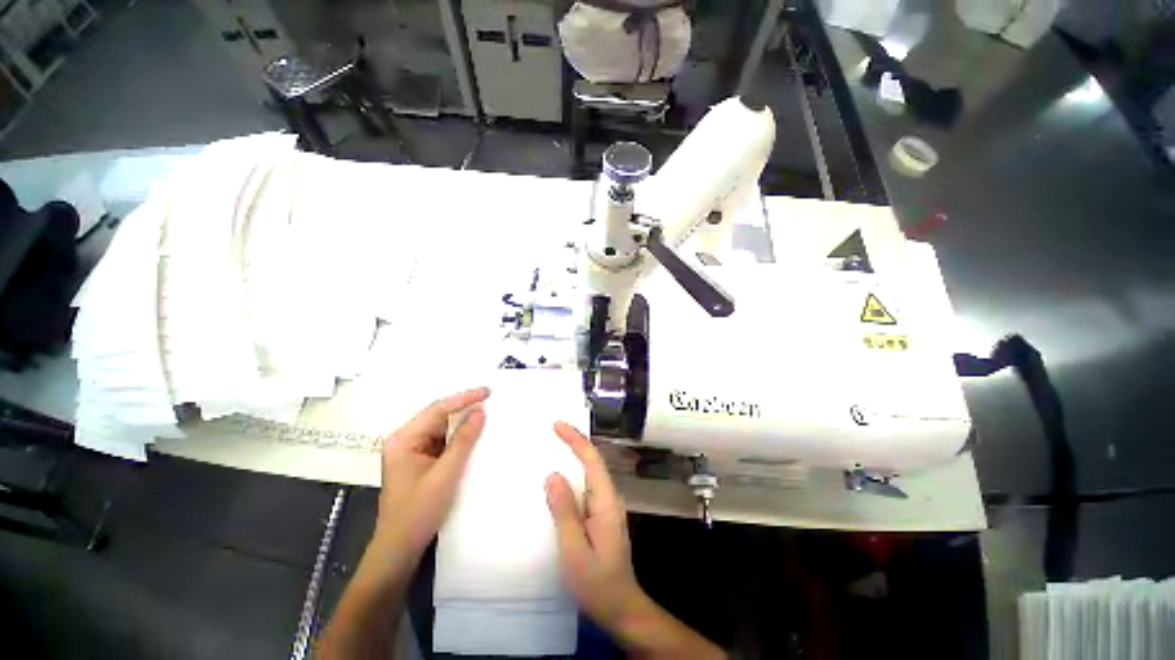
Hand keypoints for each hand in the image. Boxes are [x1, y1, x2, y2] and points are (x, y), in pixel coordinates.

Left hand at [374, 386, 489, 561]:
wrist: (399, 550)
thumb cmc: (418, 512)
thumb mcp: (445, 473)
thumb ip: (463, 440)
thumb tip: (480, 410)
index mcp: (403, 439)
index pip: (437, 409)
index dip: (464, 398)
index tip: (488, 391)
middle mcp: (405, 440)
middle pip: (438, 416)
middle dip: (464, 407)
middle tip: (491, 399)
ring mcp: (412, 451)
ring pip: (442, 428)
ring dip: (462, 422)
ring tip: (487, 412)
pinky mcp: (420, 462)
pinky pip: (443, 442)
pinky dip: (459, 437)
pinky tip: (474, 435)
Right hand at [544, 421, 642, 629]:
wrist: (621, 607)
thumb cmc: (597, 583)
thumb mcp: (574, 550)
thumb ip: (564, 512)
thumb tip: (553, 475)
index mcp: (606, 501)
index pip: (592, 460)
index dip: (576, 439)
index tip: (557, 425)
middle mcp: (609, 497)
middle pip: (593, 461)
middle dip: (575, 442)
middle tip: (552, 429)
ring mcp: (607, 506)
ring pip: (591, 472)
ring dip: (574, 455)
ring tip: (554, 444)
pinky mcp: (601, 515)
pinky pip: (587, 486)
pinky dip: (574, 473)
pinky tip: (561, 476)